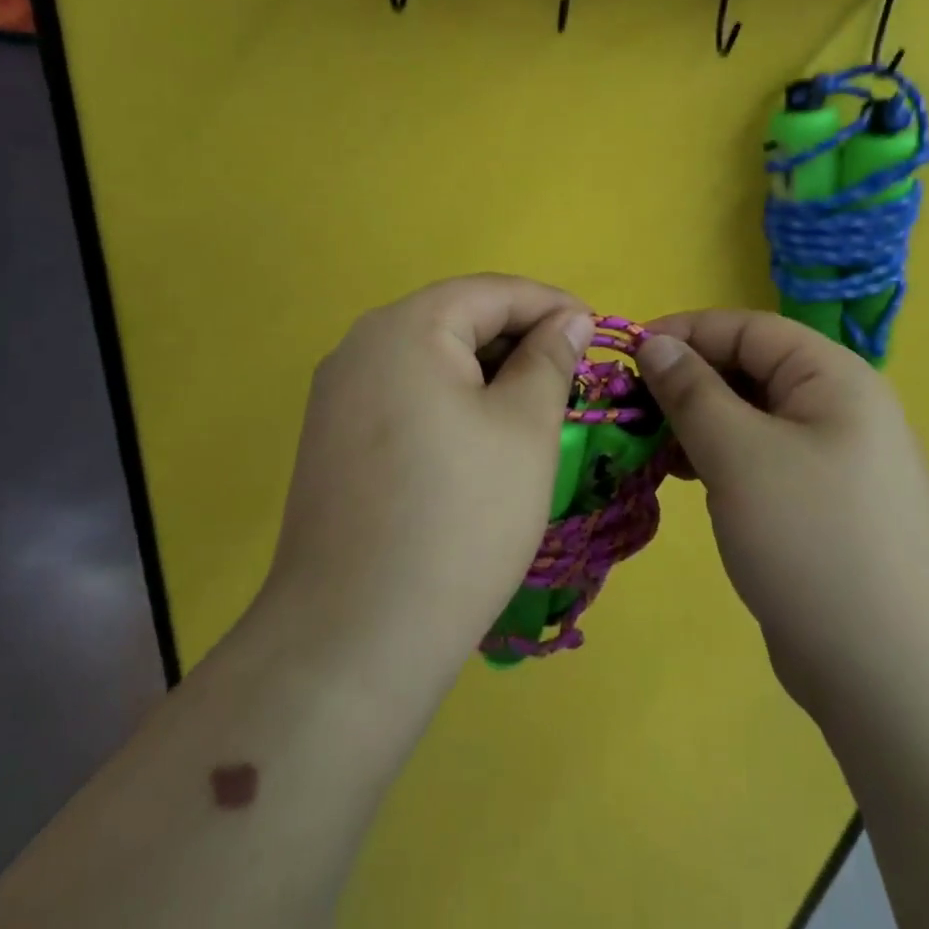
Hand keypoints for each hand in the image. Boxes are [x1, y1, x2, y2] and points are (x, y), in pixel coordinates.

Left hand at [262, 275, 593, 689]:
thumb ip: (549, 359)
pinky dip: (450, 402)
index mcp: (405, 327)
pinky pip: (403, 396)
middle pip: (455, 321)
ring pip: (429, 360)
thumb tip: (568, 319)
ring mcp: (337, 394)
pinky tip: (480, 440)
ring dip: (486, 374)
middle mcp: (360, 346)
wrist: (354, 636)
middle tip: (571, 377)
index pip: (491, 292)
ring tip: (535, 408)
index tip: (597, 332)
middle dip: (518, 340)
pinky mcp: (331, 439)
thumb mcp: (525, 428)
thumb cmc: (459, 518)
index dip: (550, 305)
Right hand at [638, 311, 928, 712]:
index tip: (627, 354)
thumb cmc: (812, 540)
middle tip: (630, 405)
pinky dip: (717, 459)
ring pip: (749, 418)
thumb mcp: (739, 454)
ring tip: (647, 443)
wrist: (893, 675)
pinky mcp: (817, 505)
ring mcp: (831, 460)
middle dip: (687, 381)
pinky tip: (681, 476)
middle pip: (749, 370)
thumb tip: (653, 342)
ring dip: (696, 422)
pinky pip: (758, 459)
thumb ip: (691, 391)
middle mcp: (837, 408)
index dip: (685, 332)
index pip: (748, 328)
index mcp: (832, 378)